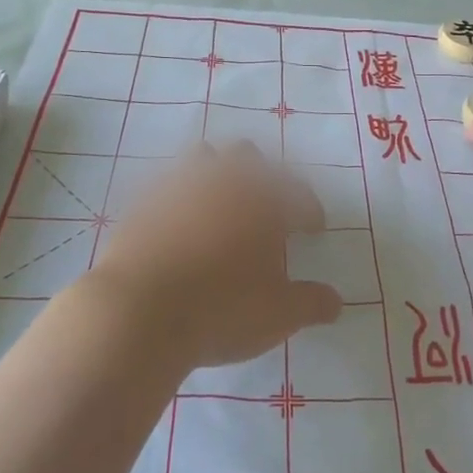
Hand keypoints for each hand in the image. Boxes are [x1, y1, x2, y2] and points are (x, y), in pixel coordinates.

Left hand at [87, 141, 342, 370]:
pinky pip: (165, 186)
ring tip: (218, 204)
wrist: (137, 312)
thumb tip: (335, 302)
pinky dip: (178, 198)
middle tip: (263, 206)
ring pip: (202, 159)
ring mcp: (178, 186)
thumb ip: (311, 303)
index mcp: (263, 201)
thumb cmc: (221, 310)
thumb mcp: (278, 315)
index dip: (309, 210)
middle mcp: (222, 181)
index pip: (297, 194)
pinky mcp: (141, 202)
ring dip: (215, 173)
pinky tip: (178, 223)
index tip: (314, 228)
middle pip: (246, 157)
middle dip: (260, 175)